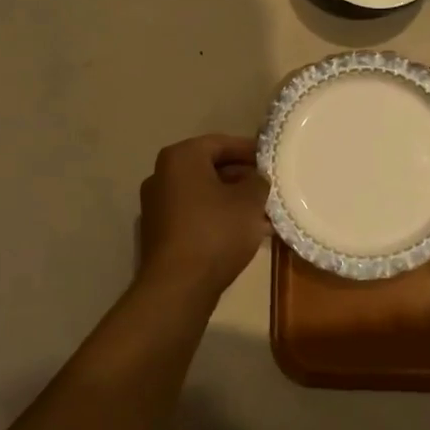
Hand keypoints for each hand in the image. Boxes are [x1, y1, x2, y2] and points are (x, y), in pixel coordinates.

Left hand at [137, 134, 270, 295]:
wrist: (178, 286)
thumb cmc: (216, 232)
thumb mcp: (249, 201)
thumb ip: (257, 181)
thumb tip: (256, 178)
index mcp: (180, 157)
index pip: (221, 143)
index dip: (249, 150)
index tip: (272, 160)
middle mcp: (162, 175)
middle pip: (210, 168)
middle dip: (242, 177)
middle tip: (269, 188)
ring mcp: (157, 205)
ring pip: (204, 194)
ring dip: (232, 200)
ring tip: (263, 213)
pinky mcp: (160, 232)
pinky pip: (195, 214)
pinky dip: (218, 217)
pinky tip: (244, 232)